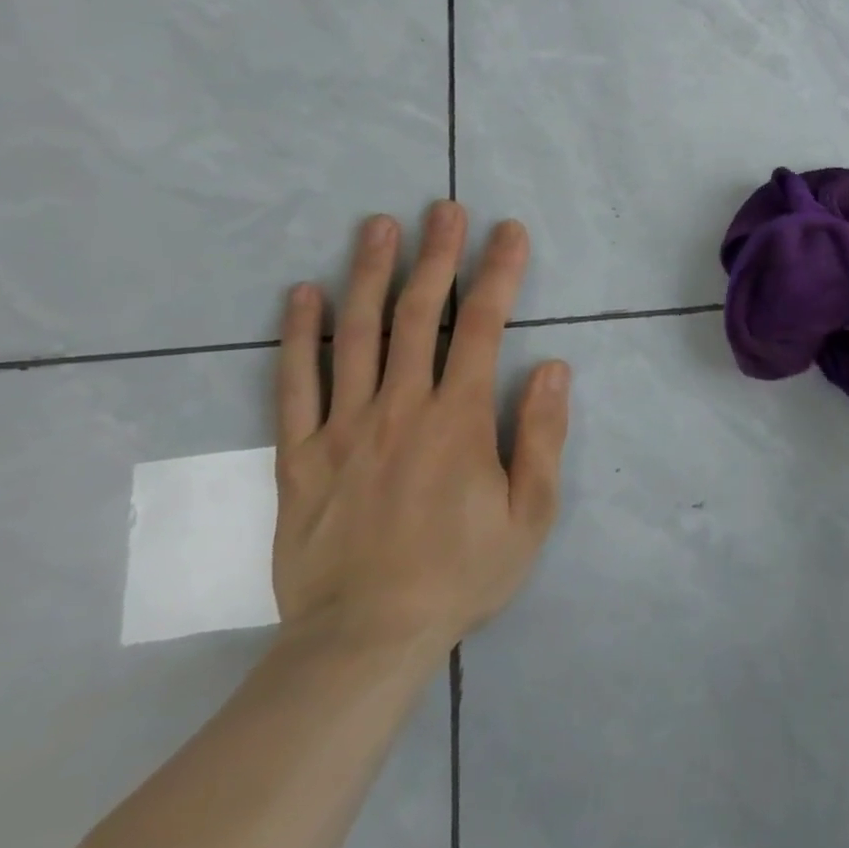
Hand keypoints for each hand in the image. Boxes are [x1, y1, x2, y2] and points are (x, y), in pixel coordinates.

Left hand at [272, 201, 569, 657]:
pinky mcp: (301, 456)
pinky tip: (302, 294)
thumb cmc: (461, 574)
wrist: (364, 640)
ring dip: (369, 274)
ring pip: (356, 335)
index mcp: (459, 420)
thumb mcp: (530, 514)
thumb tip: (553, 367)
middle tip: (443, 208)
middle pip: (419, 315)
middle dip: (437, 255)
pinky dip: (298, 336)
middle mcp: (401, 408)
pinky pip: (295, 385)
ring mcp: (344, 428)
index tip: (508, 231)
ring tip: (377, 225)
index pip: (483, 327)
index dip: (498, 273)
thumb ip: (542, 436)